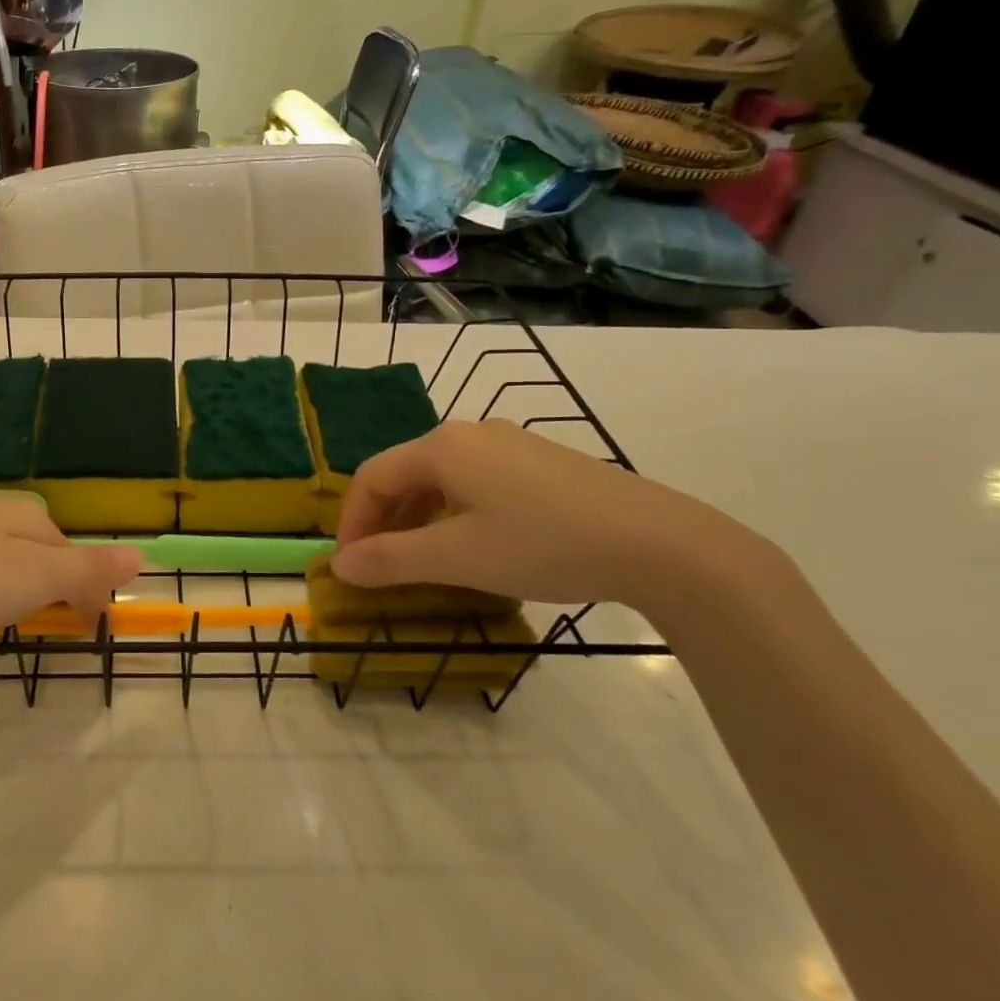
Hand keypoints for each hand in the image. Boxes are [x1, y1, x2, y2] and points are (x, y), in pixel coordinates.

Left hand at [0, 497, 143, 649]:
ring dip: (7, 590)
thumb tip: (142, 556)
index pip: (72, 553)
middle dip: (45, 590)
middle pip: (36, 552)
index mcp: (24, 516)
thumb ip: (85, 568)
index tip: (79, 635)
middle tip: (33, 632)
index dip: (83, 594)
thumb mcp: (31, 577)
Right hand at [332, 419, 769, 608]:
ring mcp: (511, 444)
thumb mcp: (457, 558)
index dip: (352, 522)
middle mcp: (470, 434)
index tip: (350, 566)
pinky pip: (476, 482)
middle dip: (384, 521)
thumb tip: (339, 566)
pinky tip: (472, 545)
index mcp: (442, 447)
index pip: (372, 477)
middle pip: (405, 474)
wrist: (659, 543)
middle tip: (380, 566)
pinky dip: (454, 513)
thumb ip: (391, 560)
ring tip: (421, 561)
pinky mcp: (541, 463)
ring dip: (418, 519)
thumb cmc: (543, 544)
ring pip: (441, 479)